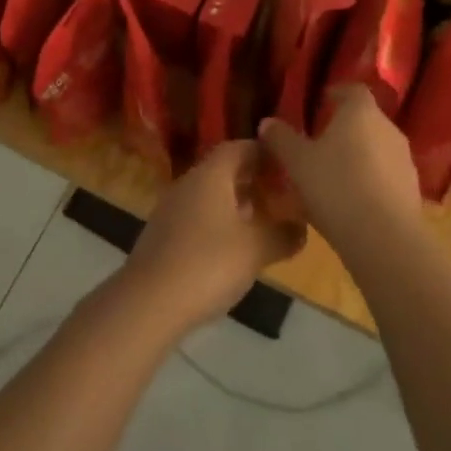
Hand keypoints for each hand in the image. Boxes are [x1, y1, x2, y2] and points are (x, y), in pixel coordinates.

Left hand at [119, 141, 305, 334]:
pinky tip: (233, 248)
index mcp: (210, 175)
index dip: (264, 152)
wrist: (148, 303)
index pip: (239, 147)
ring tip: (263, 222)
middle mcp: (188, 184)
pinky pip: (198, 216)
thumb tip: (301, 226)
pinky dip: (219, 222)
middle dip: (253, 179)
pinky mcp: (163, 235)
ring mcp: (171, 209)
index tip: (288, 164)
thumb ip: (283, 234)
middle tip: (282, 194)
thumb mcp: (256, 249)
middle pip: (224, 170)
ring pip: (210, 195)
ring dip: (236, 203)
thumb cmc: (208, 265)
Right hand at [258, 85, 422, 255]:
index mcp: (361, 113)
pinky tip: (350, 203)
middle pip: (366, 120)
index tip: (322, 102)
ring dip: (357, 158)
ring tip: (333, 177)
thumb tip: (267, 122)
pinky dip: (369, 182)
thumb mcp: (297, 162)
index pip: (353, 90)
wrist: (384, 238)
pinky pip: (385, 177)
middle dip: (344, 129)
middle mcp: (388, 129)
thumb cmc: (335, 186)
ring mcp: (404, 161)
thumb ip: (281, 139)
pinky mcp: (412, 191)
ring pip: (376, 150)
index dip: (338, 94)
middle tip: (320, 143)